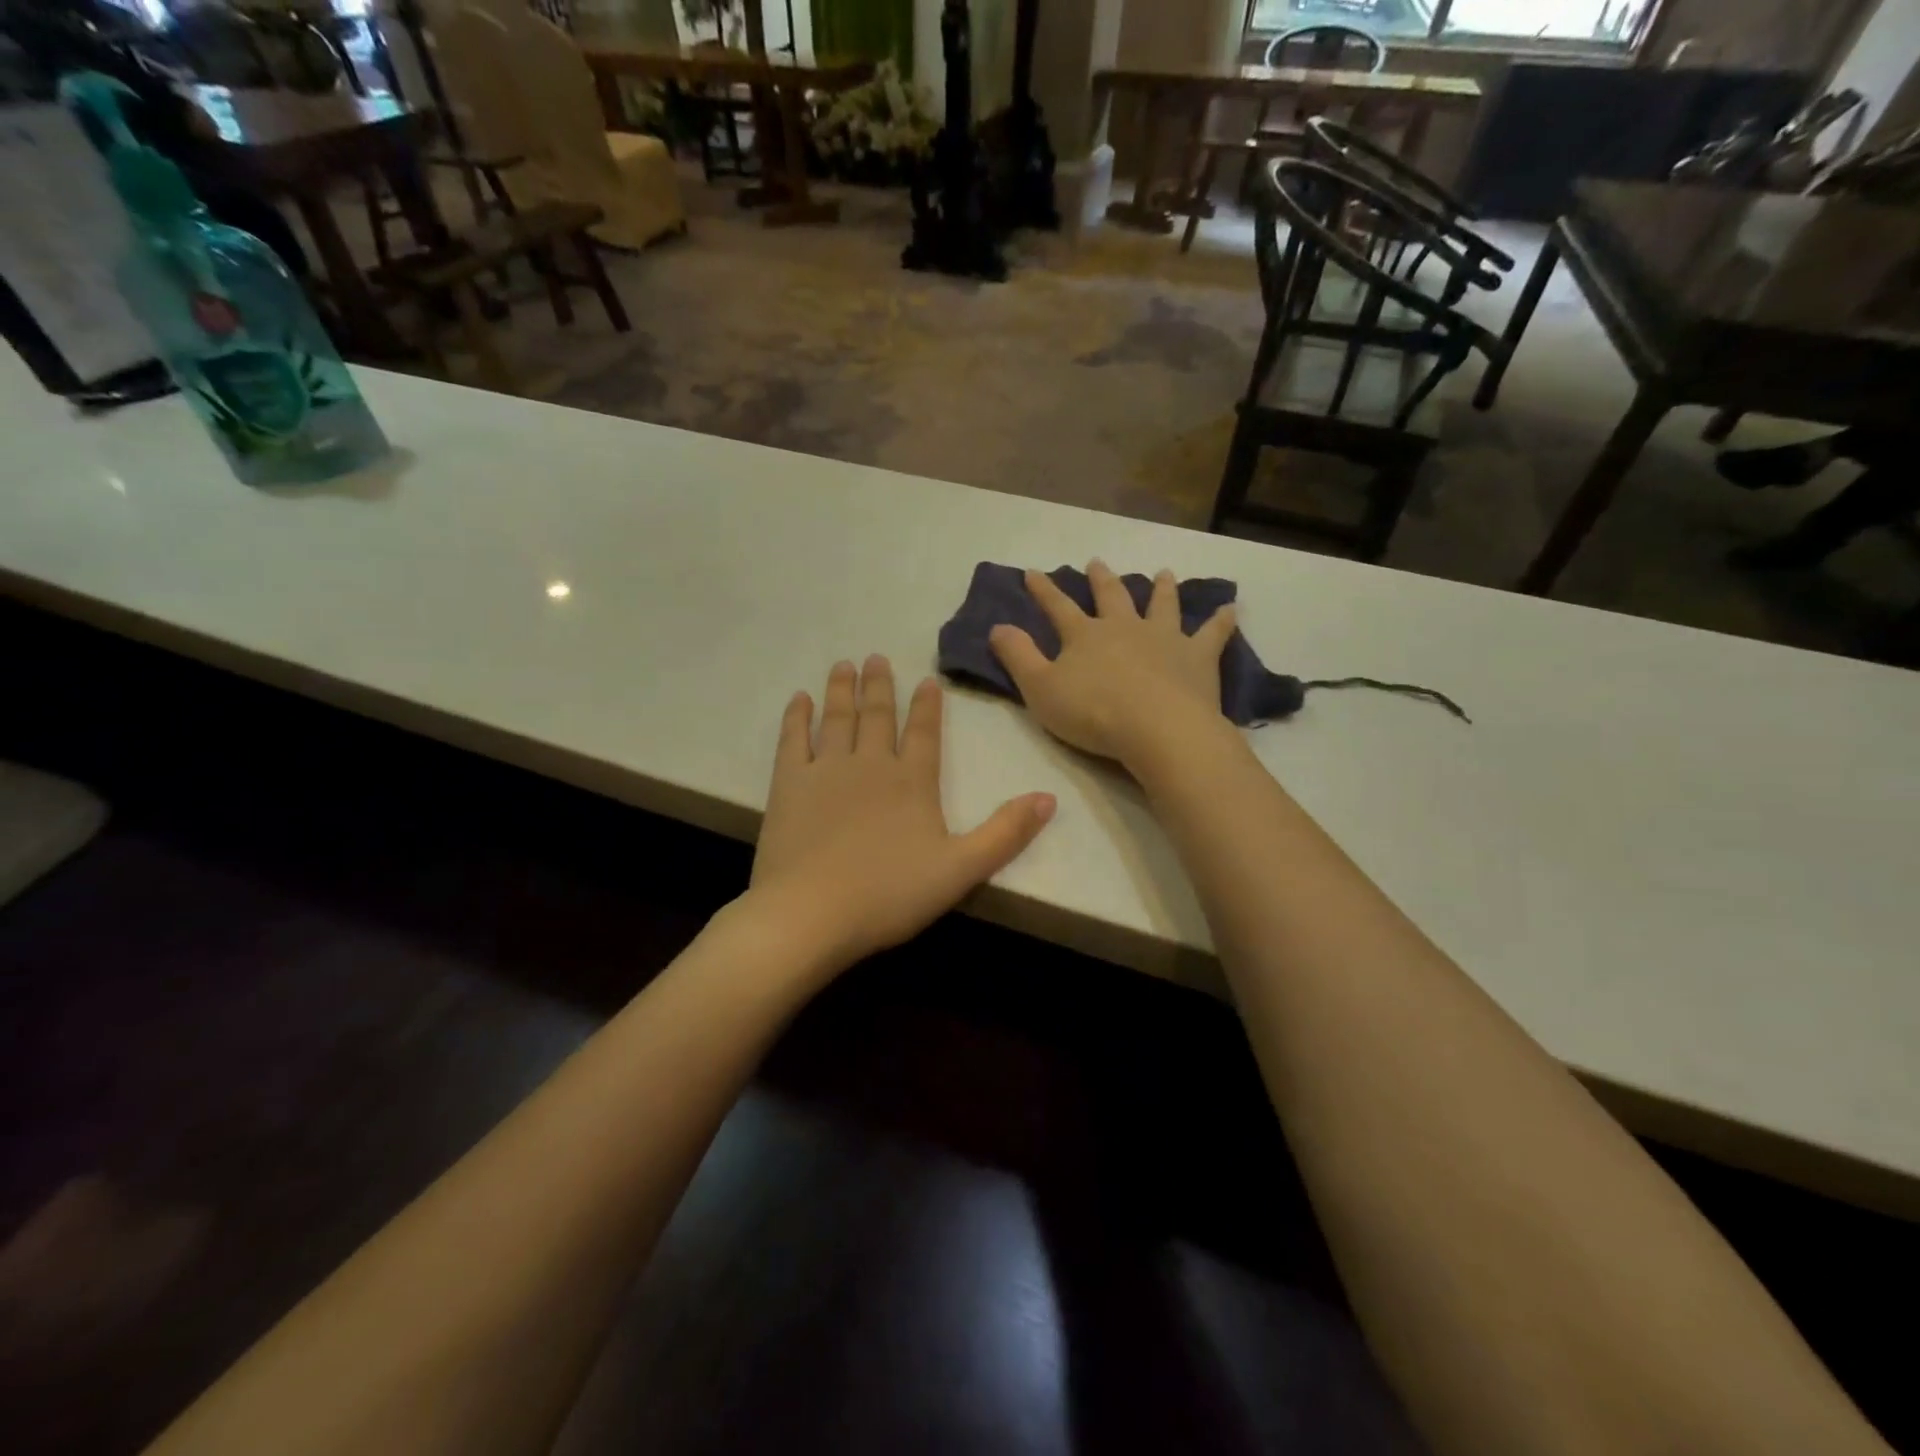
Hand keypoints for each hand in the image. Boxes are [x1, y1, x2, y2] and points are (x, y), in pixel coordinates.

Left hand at [745, 656, 1056, 973]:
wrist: (812, 912)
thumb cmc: (890, 894)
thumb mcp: (962, 869)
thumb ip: (1006, 833)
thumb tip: (1049, 798)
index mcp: (913, 781)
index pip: (925, 732)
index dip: (928, 705)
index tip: (926, 680)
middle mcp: (871, 764)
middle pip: (878, 716)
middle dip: (880, 685)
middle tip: (876, 657)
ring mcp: (826, 770)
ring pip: (838, 718)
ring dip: (843, 690)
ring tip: (845, 664)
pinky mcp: (789, 784)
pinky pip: (794, 739)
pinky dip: (797, 716)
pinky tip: (799, 698)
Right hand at [989, 560, 1236, 767]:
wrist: (1157, 729)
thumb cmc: (1093, 713)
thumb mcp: (1040, 689)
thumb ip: (1018, 656)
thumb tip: (997, 626)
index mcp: (1085, 635)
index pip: (1058, 607)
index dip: (1043, 590)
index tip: (1033, 572)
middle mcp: (1125, 627)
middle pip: (1111, 597)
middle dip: (1101, 579)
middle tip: (1097, 562)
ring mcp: (1165, 638)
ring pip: (1162, 605)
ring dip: (1161, 589)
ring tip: (1163, 573)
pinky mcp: (1198, 657)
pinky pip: (1212, 634)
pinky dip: (1220, 621)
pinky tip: (1230, 609)